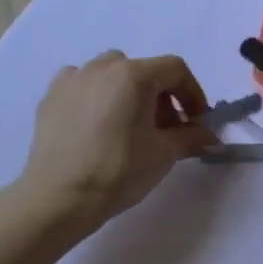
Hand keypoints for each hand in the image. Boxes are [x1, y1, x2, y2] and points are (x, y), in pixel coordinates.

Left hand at [18, 51, 211, 231]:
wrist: (59, 196)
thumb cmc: (119, 170)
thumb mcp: (164, 154)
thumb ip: (191, 138)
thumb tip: (212, 138)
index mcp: (134, 75)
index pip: (175, 69)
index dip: (192, 93)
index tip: (196, 121)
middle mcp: (102, 67)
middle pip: (142, 70)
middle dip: (160, 95)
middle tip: (165, 128)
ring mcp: (73, 79)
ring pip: (110, 73)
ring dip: (127, 92)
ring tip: (128, 125)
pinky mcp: (50, 97)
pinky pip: (82, 85)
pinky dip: (95, 96)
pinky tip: (96, 125)